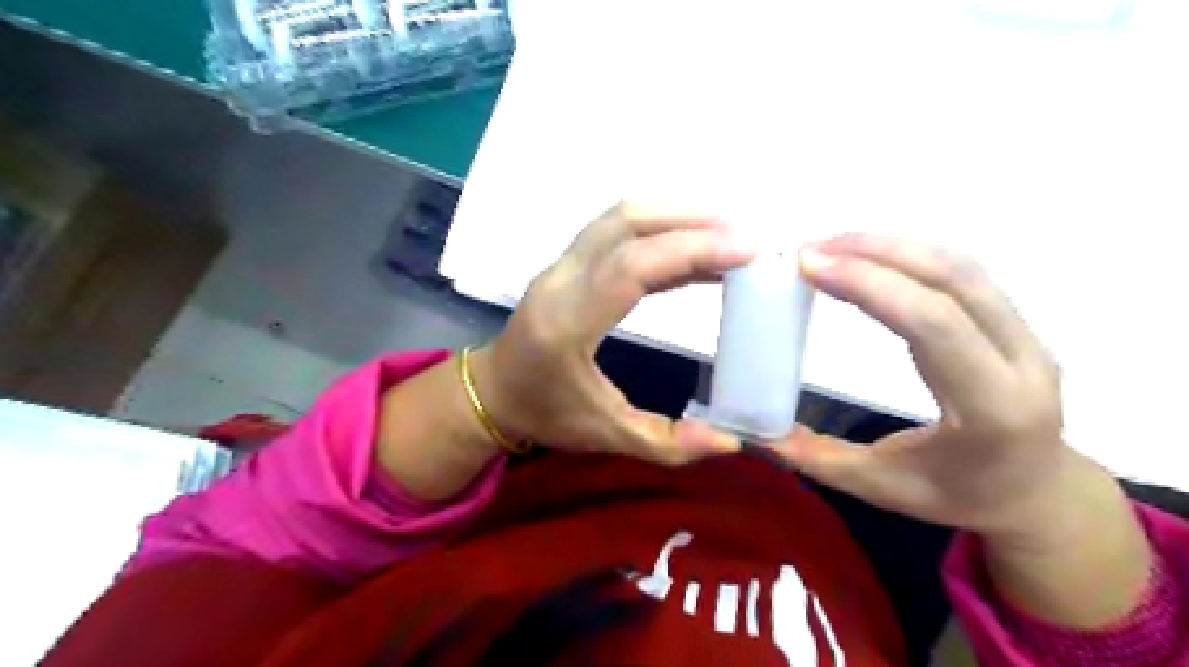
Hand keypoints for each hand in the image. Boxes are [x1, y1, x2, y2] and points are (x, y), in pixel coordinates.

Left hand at [466, 200, 750, 465]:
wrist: (492, 392)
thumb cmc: (544, 414)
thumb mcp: (606, 438)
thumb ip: (668, 443)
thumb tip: (731, 441)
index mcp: (566, 324)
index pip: (630, 268)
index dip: (691, 250)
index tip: (746, 251)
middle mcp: (560, 282)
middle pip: (625, 224)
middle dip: (690, 221)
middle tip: (744, 236)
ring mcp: (560, 266)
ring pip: (620, 218)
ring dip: (676, 217)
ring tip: (727, 235)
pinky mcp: (568, 264)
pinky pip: (617, 232)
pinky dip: (660, 232)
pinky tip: (694, 252)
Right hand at [778, 235, 1074, 537]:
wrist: (1037, 496)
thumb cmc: (959, 497)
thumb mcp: (880, 487)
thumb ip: (815, 456)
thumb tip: (754, 429)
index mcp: (992, 409)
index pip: (934, 325)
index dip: (870, 284)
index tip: (810, 266)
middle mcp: (1022, 362)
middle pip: (952, 279)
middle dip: (875, 253)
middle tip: (810, 250)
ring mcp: (1026, 336)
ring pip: (961, 267)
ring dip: (891, 247)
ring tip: (832, 247)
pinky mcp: (1014, 324)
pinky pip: (963, 274)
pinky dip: (910, 256)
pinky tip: (869, 258)